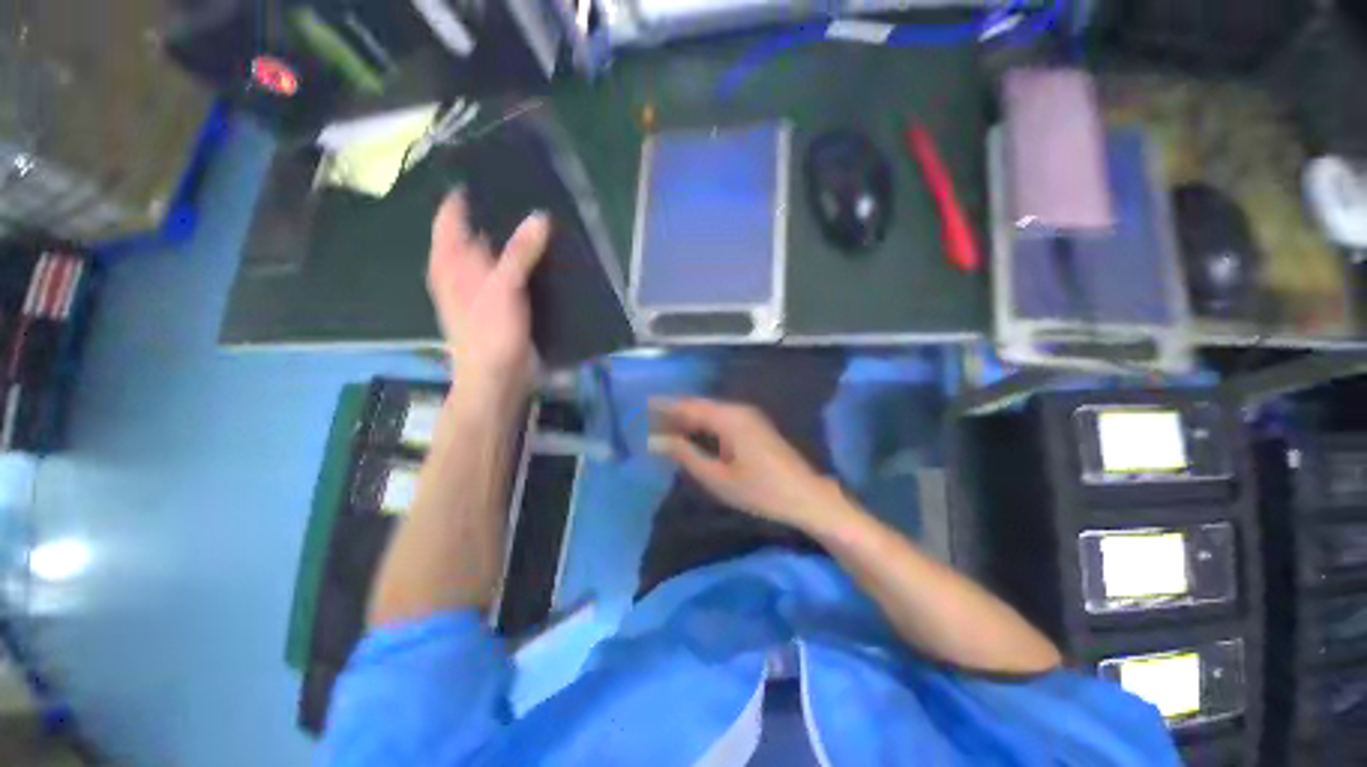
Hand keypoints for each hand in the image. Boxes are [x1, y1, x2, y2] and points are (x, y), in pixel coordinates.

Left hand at [428, 192, 549, 393]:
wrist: (497, 378)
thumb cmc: (489, 334)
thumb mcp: (503, 289)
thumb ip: (519, 252)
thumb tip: (540, 216)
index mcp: (449, 262)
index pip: (452, 215)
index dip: (468, 193)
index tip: (497, 172)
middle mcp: (462, 270)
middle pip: (477, 232)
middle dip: (499, 214)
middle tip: (530, 194)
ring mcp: (483, 288)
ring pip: (498, 253)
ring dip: (516, 240)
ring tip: (544, 220)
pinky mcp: (503, 303)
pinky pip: (514, 274)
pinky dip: (527, 263)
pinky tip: (547, 257)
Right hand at [648, 398, 852, 532]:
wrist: (807, 497)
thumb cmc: (761, 490)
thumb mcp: (718, 477)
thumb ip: (686, 455)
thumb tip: (656, 440)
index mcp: (729, 417)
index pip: (689, 406)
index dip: (665, 406)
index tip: (644, 406)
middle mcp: (738, 410)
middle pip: (700, 406)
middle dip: (675, 412)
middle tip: (650, 419)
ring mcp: (749, 417)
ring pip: (711, 412)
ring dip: (689, 419)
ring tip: (666, 428)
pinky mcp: (755, 427)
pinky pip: (722, 419)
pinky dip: (704, 425)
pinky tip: (694, 435)